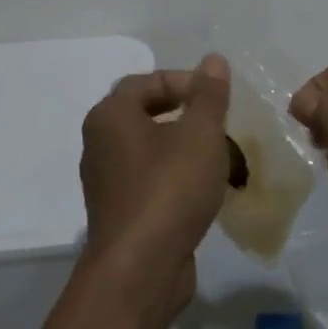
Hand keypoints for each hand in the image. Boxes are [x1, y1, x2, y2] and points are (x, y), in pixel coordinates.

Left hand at [80, 54, 231, 307]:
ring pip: (155, 152)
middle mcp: (100, 145)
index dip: (186, 82)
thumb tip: (213, 60)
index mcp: (110, 117)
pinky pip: (154, 182)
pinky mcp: (123, 213)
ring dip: (190, 150)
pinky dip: (181, 179)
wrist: (141, 268)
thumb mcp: (200, 133)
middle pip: (150, 116)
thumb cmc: (169, 188)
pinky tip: (210, 191)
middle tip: (224, 125)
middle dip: (192, 118)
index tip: (219, 97)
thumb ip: (209, 95)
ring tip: (226, 159)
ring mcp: (108, 182)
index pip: (147, 81)